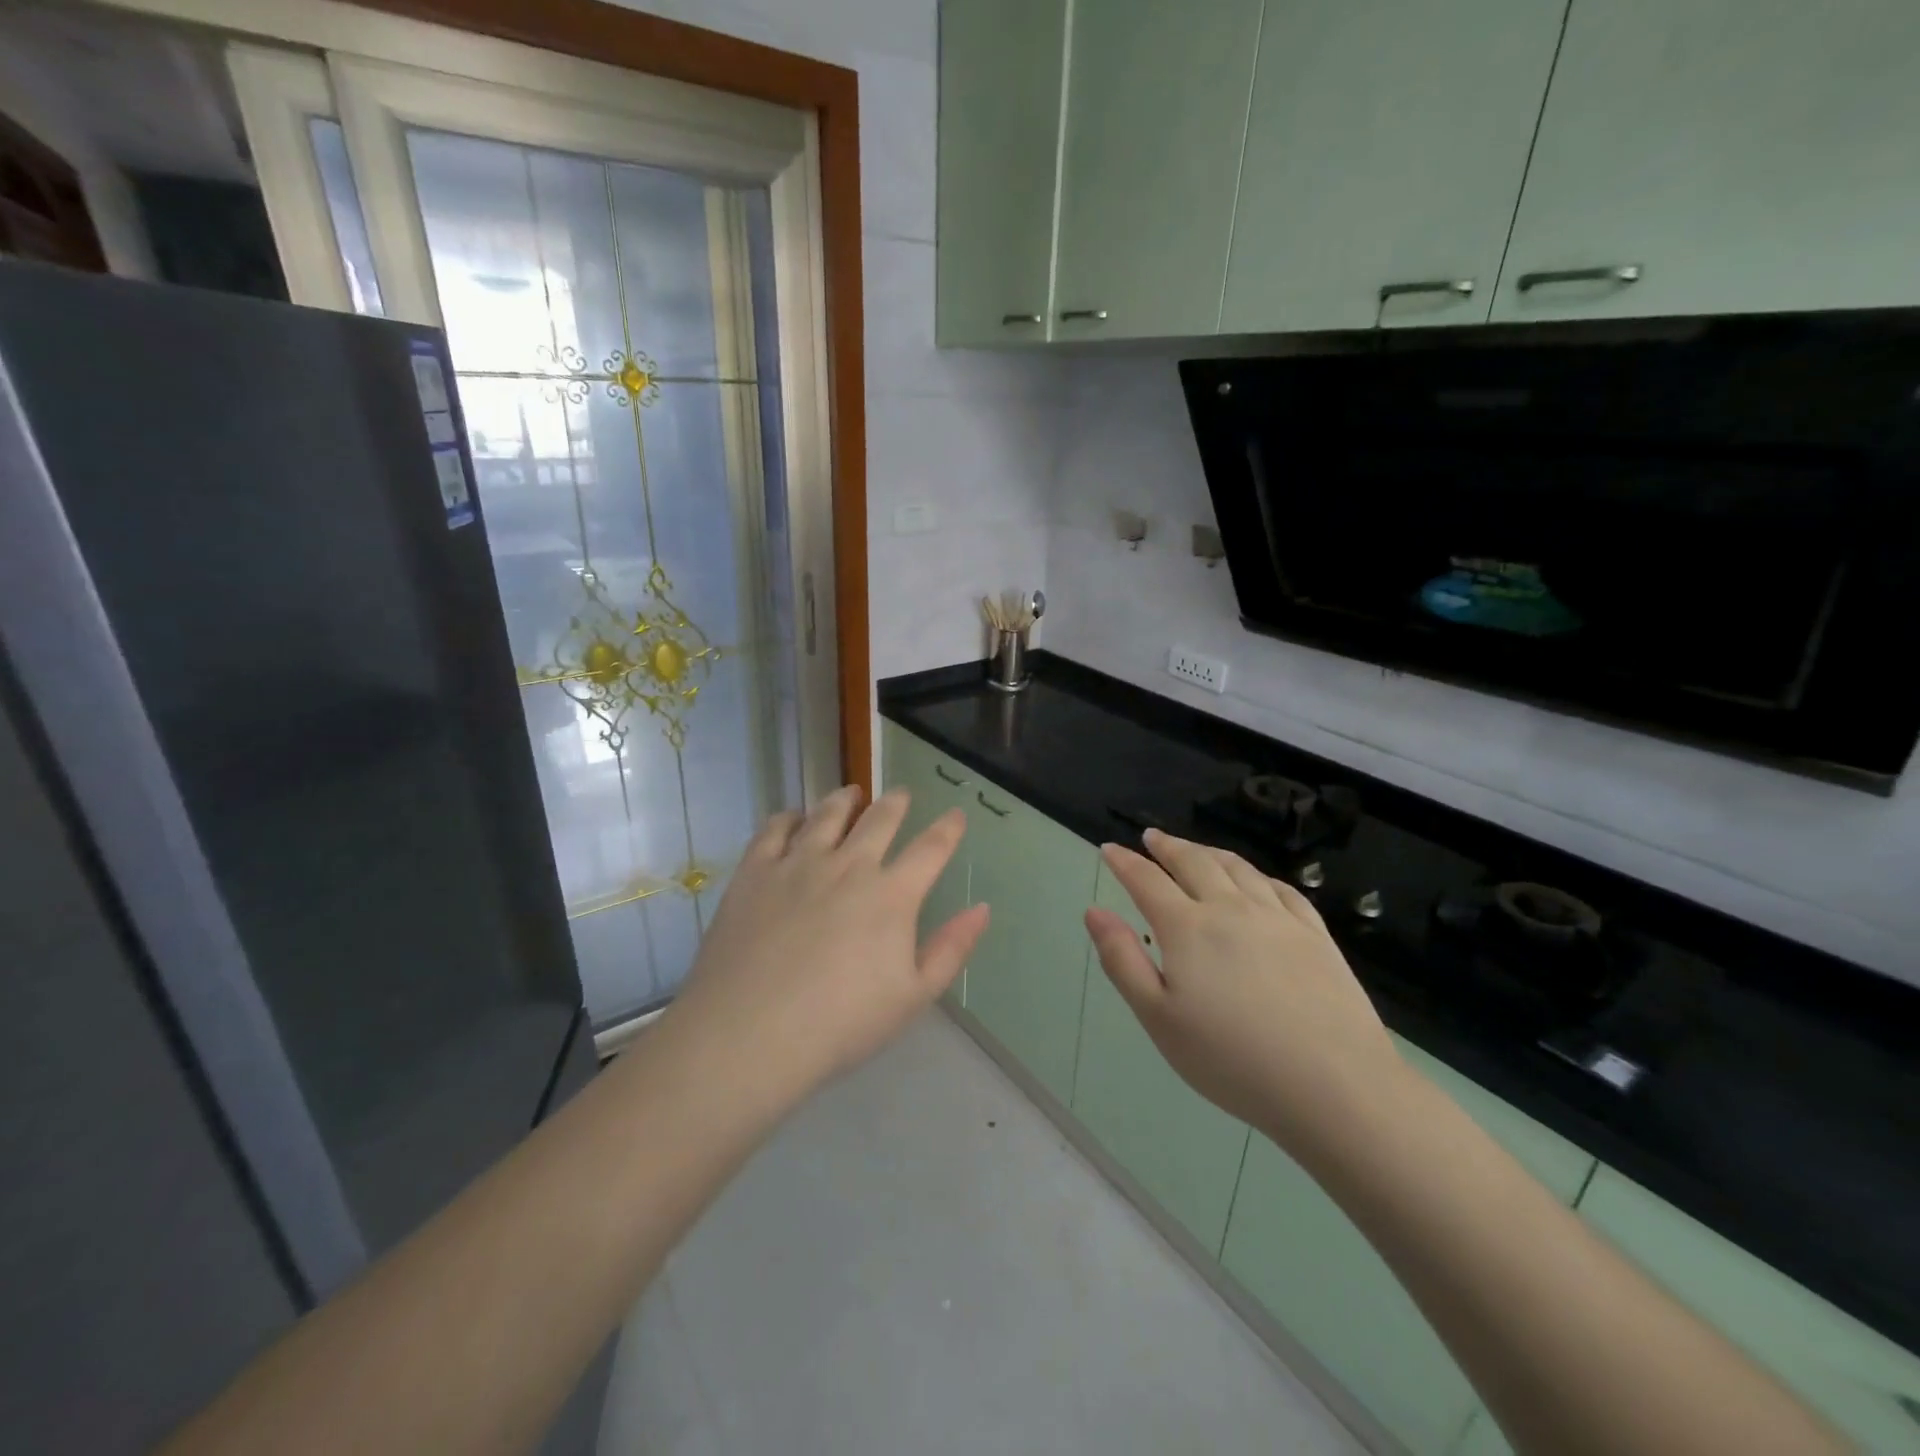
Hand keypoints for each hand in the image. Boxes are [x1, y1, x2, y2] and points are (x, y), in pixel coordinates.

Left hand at [662, 786, 989, 1113]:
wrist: (749, 1033)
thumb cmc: (840, 1024)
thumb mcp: (912, 997)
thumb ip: (951, 949)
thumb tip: (981, 908)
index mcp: (891, 894)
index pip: (930, 849)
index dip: (947, 829)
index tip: (955, 815)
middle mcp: (848, 865)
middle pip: (879, 819)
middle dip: (896, 803)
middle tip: (902, 794)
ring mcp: (798, 863)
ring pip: (827, 814)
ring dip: (845, 799)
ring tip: (851, 793)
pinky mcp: (755, 871)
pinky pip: (774, 829)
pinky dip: (789, 817)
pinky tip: (793, 818)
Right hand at [1086, 829, 1402, 1160]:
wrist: (1334, 1086)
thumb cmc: (1231, 1059)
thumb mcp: (1158, 1018)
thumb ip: (1122, 960)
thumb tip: (1094, 912)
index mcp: (1188, 928)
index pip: (1147, 880)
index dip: (1125, 862)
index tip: (1109, 849)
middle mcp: (1231, 909)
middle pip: (1194, 862)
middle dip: (1167, 846)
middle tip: (1152, 837)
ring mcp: (1278, 918)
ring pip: (1238, 868)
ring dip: (1209, 852)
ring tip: (1196, 849)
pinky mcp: (1316, 935)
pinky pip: (1283, 889)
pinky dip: (1258, 875)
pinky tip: (1257, 880)